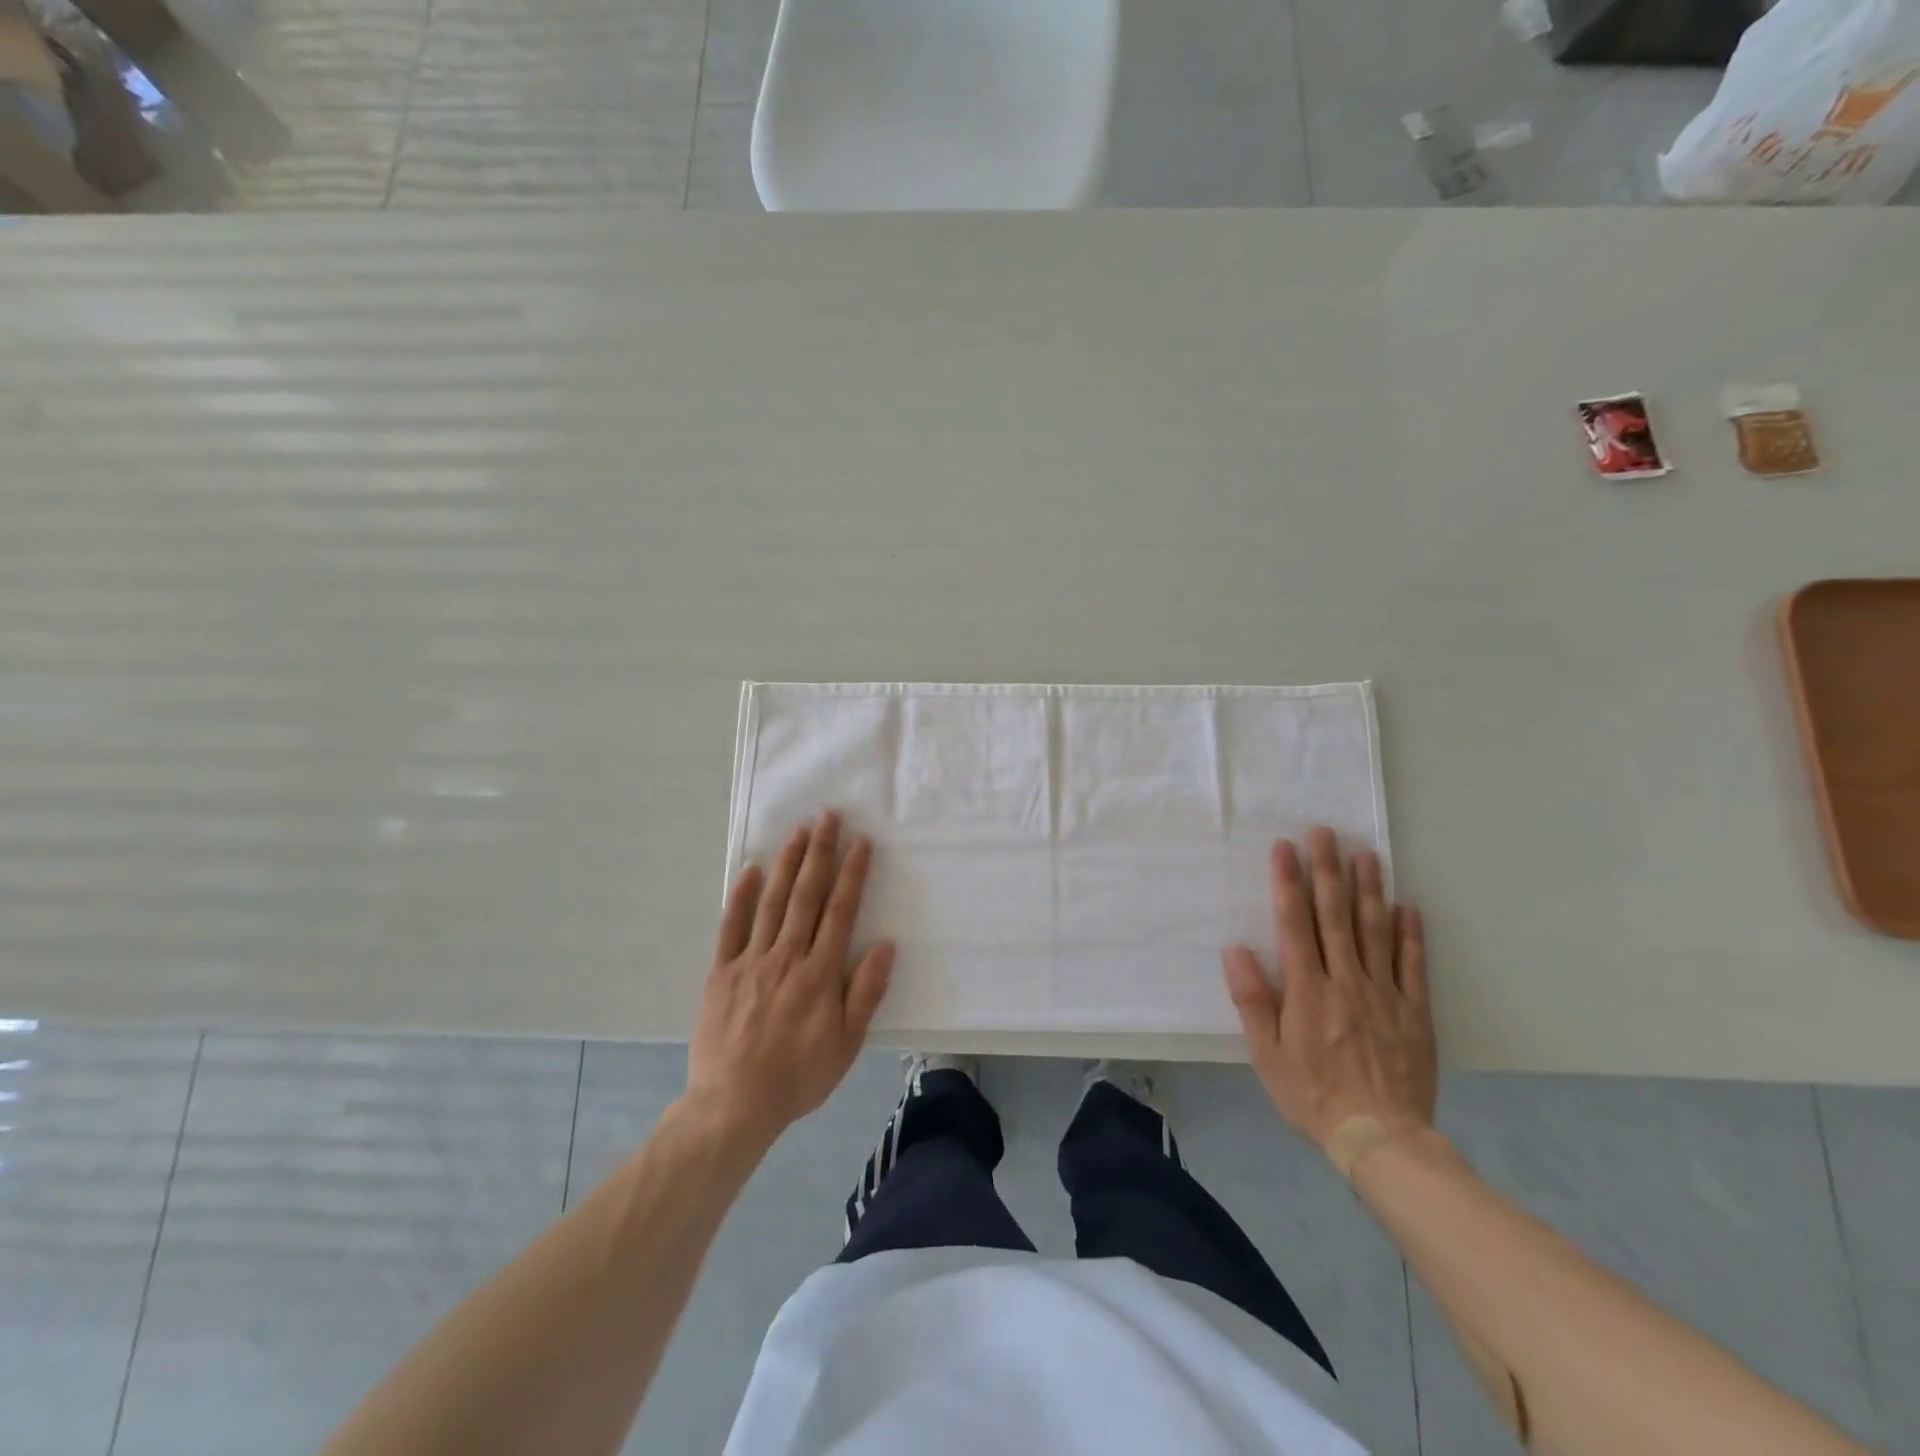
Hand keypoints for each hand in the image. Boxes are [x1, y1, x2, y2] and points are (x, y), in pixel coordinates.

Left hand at [685, 811, 894, 1145]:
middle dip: (820, 853)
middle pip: (807, 896)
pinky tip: (750, 869)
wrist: (733, 1105)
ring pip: (772, 902)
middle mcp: (787, 957)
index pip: (840, 911)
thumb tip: (885, 946)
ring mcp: (751, 961)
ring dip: (787, 864)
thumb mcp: (846, 1044)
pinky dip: (740, 897)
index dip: (852, 874)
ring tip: (798, 832)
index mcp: (820, 973)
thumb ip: (865, 993)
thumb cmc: (798, 1076)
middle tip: (828, 817)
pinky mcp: (721, 972)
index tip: (860, 842)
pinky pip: (731, 927)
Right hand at [1221, 826, 1436, 1157]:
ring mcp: (1384, 994)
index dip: (1288, 883)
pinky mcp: (1414, 1012)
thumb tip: (1236, 949)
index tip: (1285, 848)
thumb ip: (1252, 999)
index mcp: (1307, 989)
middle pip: (1335, 916)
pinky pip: (1412, 966)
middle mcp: (1346, 981)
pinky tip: (1407, 907)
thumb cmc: (1311, 1094)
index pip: (1294, 923)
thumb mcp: (1266, 1053)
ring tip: (1366, 854)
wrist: (1380, 1139)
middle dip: (1327, 871)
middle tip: (1325, 833)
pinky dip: (1410, 934)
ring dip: (1369, 890)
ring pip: (1374, 931)